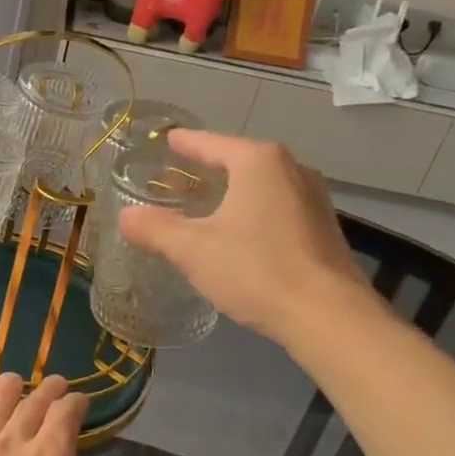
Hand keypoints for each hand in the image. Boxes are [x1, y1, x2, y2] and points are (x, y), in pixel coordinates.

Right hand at [118, 128, 366, 343]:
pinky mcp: (323, 227)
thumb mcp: (193, 250)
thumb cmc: (256, 270)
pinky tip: (241, 232)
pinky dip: (254, 210)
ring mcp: (313, 197)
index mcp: (258, 161)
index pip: (210, 143)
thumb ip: (156, 229)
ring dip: (234, 190)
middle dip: (209, 166)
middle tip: (178, 176)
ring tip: (207, 202)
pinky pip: (278, 205)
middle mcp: (291, 168)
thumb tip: (125, 217)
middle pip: (239, 159)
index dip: (185, 143)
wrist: (329, 316)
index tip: (167, 139)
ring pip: (262, 184)